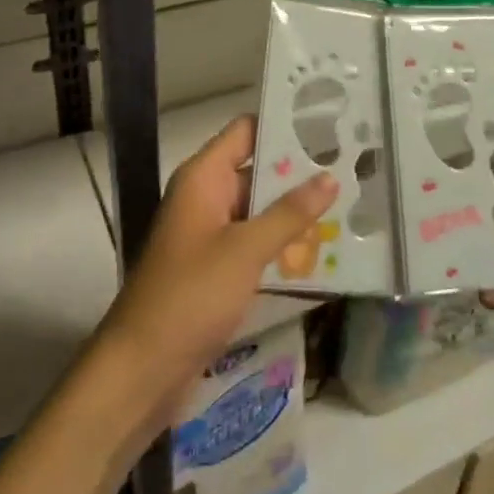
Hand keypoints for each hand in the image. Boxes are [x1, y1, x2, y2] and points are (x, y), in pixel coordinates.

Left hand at [98, 116, 336, 431]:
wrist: (141, 370)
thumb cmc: (190, 296)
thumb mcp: (245, 250)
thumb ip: (289, 213)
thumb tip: (330, 177)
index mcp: (204, 178)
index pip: (247, 131)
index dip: (284, 124)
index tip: (329, 123)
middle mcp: (206, 197)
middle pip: (257, 169)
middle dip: (300, 171)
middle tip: (352, 165)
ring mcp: (210, 234)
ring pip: (260, 208)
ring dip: (296, 210)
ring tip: (350, 201)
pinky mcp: (216, 268)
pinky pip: (255, 241)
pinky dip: (283, 242)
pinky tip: (324, 247)